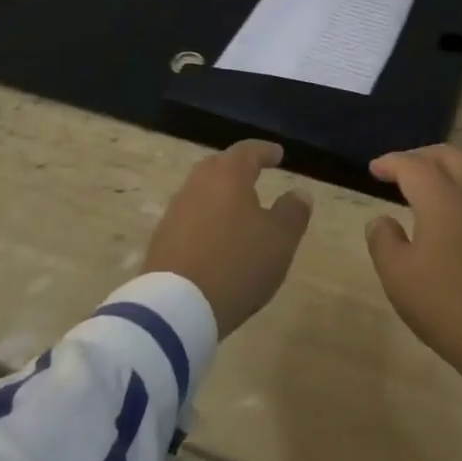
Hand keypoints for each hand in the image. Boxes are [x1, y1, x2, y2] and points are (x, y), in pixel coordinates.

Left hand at [144, 140, 311, 336]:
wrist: (176, 309)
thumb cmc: (237, 264)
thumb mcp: (280, 240)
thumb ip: (293, 212)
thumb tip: (299, 192)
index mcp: (228, 176)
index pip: (247, 151)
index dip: (265, 151)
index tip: (278, 154)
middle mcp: (197, 185)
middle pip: (218, 167)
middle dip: (237, 169)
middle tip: (254, 174)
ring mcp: (175, 213)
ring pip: (201, 193)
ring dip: (220, 196)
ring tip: (237, 210)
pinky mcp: (161, 241)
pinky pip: (189, 219)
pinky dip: (206, 220)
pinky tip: (215, 239)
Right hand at [364, 146, 461, 402]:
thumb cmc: (446, 305)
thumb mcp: (398, 277)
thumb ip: (383, 241)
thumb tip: (381, 220)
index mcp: (441, 198)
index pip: (413, 165)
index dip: (391, 163)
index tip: (374, 170)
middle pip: (448, 156)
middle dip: (421, 156)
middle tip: (400, 171)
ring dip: (447, 167)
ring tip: (429, 183)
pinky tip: (456, 209)